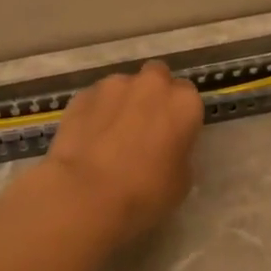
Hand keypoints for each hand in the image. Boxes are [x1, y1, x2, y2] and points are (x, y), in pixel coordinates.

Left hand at [42, 60, 203, 245]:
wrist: (87, 193)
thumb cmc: (145, 192)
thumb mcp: (182, 181)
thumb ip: (179, 152)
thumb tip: (167, 149)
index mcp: (183, 103)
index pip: (189, 96)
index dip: (179, 115)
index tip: (172, 134)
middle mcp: (151, 84)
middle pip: (157, 77)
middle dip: (152, 94)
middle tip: (144, 125)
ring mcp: (112, 85)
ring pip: (123, 86)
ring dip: (122, 102)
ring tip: (110, 134)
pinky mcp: (82, 95)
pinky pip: (95, 99)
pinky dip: (95, 112)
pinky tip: (88, 139)